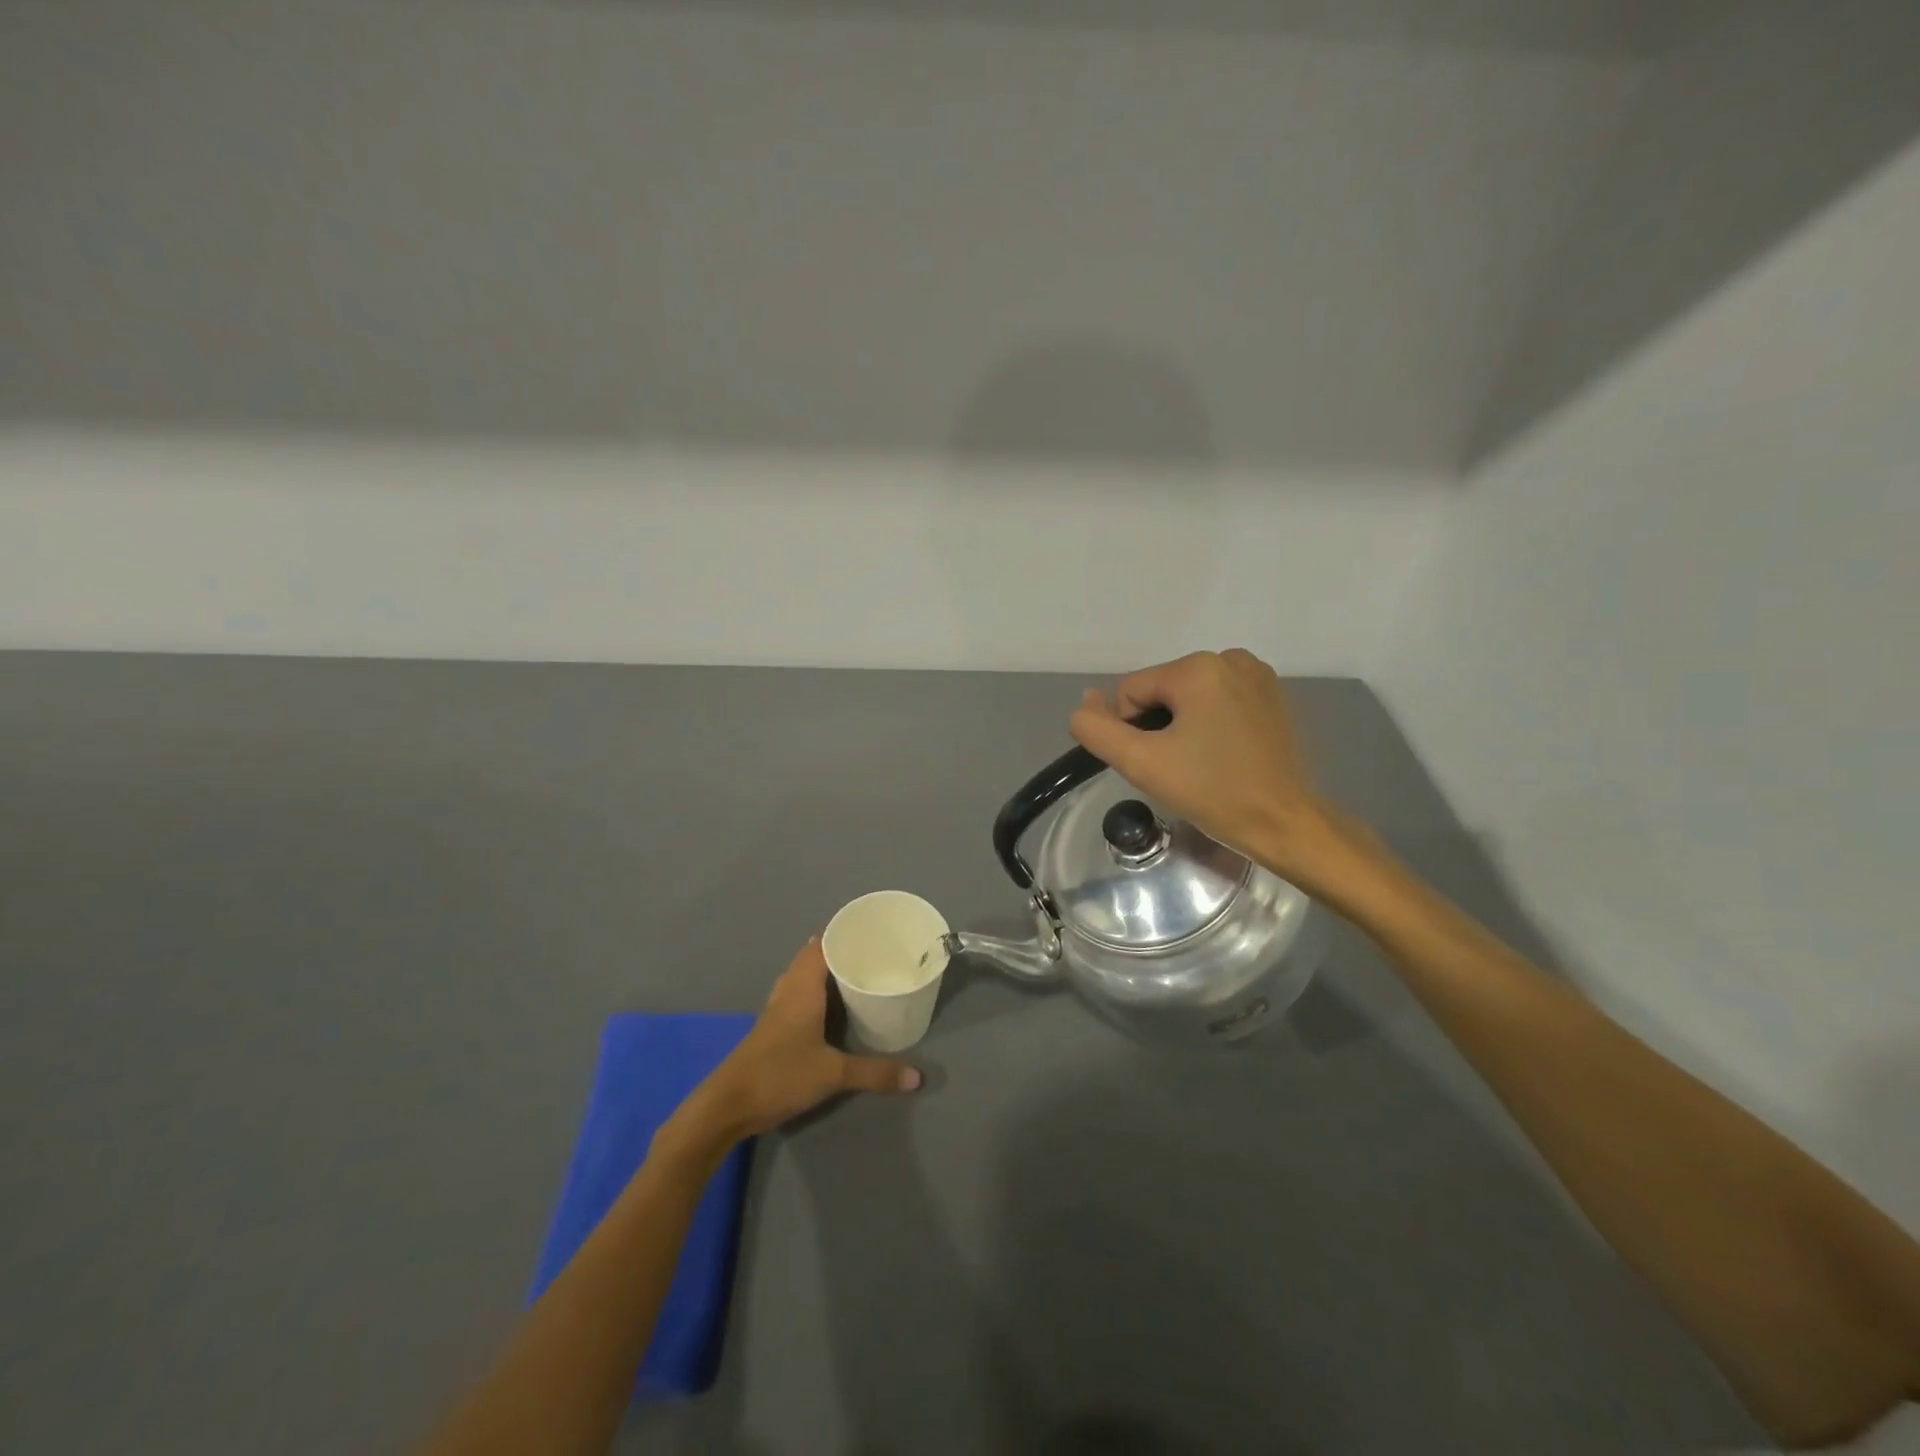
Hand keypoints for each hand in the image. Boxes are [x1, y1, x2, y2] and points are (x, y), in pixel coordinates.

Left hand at [671, 938, 921, 1150]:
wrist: (727, 1106)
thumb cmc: (780, 1076)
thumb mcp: (833, 1075)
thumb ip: (875, 1073)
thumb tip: (917, 1076)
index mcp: (802, 988)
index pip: (821, 945)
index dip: (842, 933)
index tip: (869, 929)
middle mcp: (788, 992)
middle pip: (811, 957)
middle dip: (837, 950)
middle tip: (870, 951)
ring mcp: (775, 1010)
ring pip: (801, 976)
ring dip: (823, 971)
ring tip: (854, 973)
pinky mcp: (770, 1029)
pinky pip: (795, 995)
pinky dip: (814, 991)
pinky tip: (829, 1008)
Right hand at [1069, 649, 1361, 895]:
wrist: (1286, 824)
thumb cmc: (1213, 791)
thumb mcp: (1141, 762)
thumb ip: (1097, 729)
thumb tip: (1084, 703)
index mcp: (1198, 667)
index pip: (1131, 691)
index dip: (1132, 732)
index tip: (1158, 764)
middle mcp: (1229, 658)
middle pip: (1161, 692)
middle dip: (1160, 728)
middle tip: (1180, 769)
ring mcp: (1257, 676)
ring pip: (1189, 699)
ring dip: (1183, 728)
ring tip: (1203, 765)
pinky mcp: (1273, 697)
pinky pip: (1219, 703)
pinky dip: (1211, 726)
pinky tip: (1225, 756)